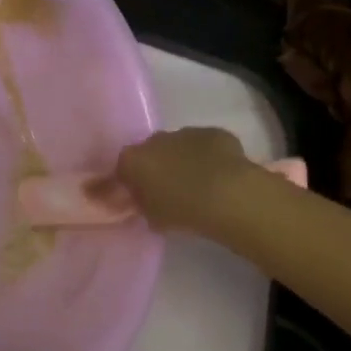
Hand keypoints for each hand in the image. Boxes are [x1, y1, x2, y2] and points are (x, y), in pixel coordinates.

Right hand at [113, 127, 254, 234]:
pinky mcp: (214, 133)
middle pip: (150, 152)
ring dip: (182, 160)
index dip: (130, 183)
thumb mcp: (152, 217)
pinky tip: (218, 175)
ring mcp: (186, 132)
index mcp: (134, 159)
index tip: (138, 197)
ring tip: (196, 183)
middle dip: (156, 167)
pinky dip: (208, 156)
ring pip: (178, 146)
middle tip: (167, 190)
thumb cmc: (182, 210)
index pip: (123, 169)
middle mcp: (155, 139)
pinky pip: (205, 145)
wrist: (228, 196)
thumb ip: (140, 205)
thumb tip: (137, 200)